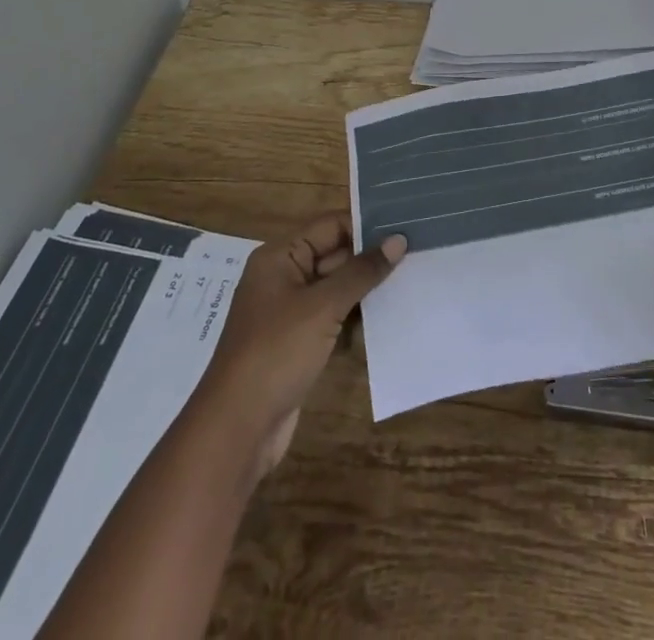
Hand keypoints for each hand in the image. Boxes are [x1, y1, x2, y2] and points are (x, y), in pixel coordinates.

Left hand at [194, 212, 406, 473]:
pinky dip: (354, 318)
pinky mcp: (297, 342)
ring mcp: (289, 312)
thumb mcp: (323, 307)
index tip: (405, 226)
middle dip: (370, 258)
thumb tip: (398, 240)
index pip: (330, 226)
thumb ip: (362, 271)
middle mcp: (283, 277)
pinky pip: (332, 317)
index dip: (366, 225)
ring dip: (365, 290)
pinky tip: (385, 320)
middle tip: (416, 254)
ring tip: (410, 282)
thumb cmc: (276, 353)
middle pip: (334, 255)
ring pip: (336, 288)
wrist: (237, 428)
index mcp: (280, 257)